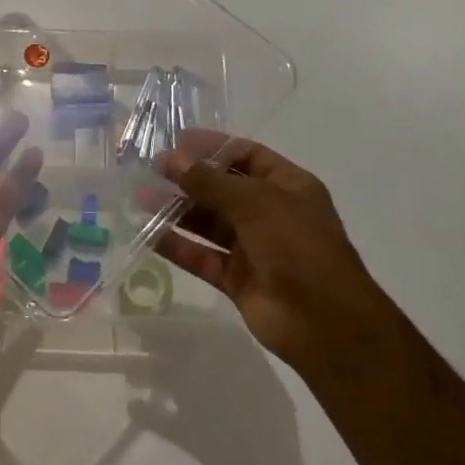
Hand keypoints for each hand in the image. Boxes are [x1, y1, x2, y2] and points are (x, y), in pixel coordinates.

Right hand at [157, 130, 384, 372]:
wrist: (324, 322)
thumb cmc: (297, 246)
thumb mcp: (254, 202)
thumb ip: (209, 180)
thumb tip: (170, 158)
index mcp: (287, 186)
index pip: (246, 155)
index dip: (212, 147)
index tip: (176, 142)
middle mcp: (270, 213)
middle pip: (223, 188)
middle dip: (188, 179)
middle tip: (150, 170)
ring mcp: (254, 247)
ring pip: (209, 222)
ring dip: (177, 210)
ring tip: (140, 198)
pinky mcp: (237, 278)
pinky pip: (203, 256)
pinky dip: (178, 246)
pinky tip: (148, 234)